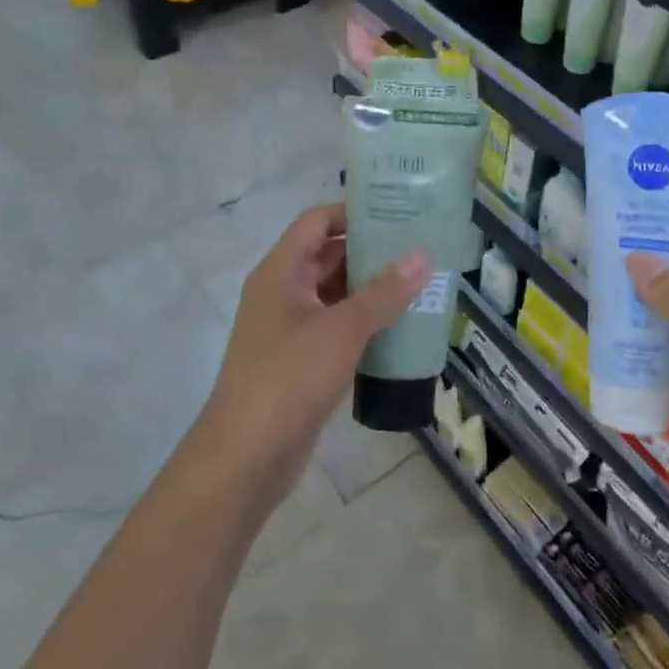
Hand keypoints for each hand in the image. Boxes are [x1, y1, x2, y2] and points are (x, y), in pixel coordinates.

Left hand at [194, 203, 429, 507]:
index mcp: (280, 271)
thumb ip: (384, 293)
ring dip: (370, 289)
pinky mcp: (298, 361)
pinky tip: (398, 328)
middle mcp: (281, 292)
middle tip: (418, 248)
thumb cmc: (290, 377)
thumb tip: (422, 257)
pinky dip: (362, 323)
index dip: (352, 212)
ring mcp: (288, 328)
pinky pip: (334, 328)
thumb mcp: (342, 329)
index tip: (396, 212)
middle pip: (327, 256)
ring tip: (418, 284)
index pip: (316, 221)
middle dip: (370, 251)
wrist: (246, 456)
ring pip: (333, 294)